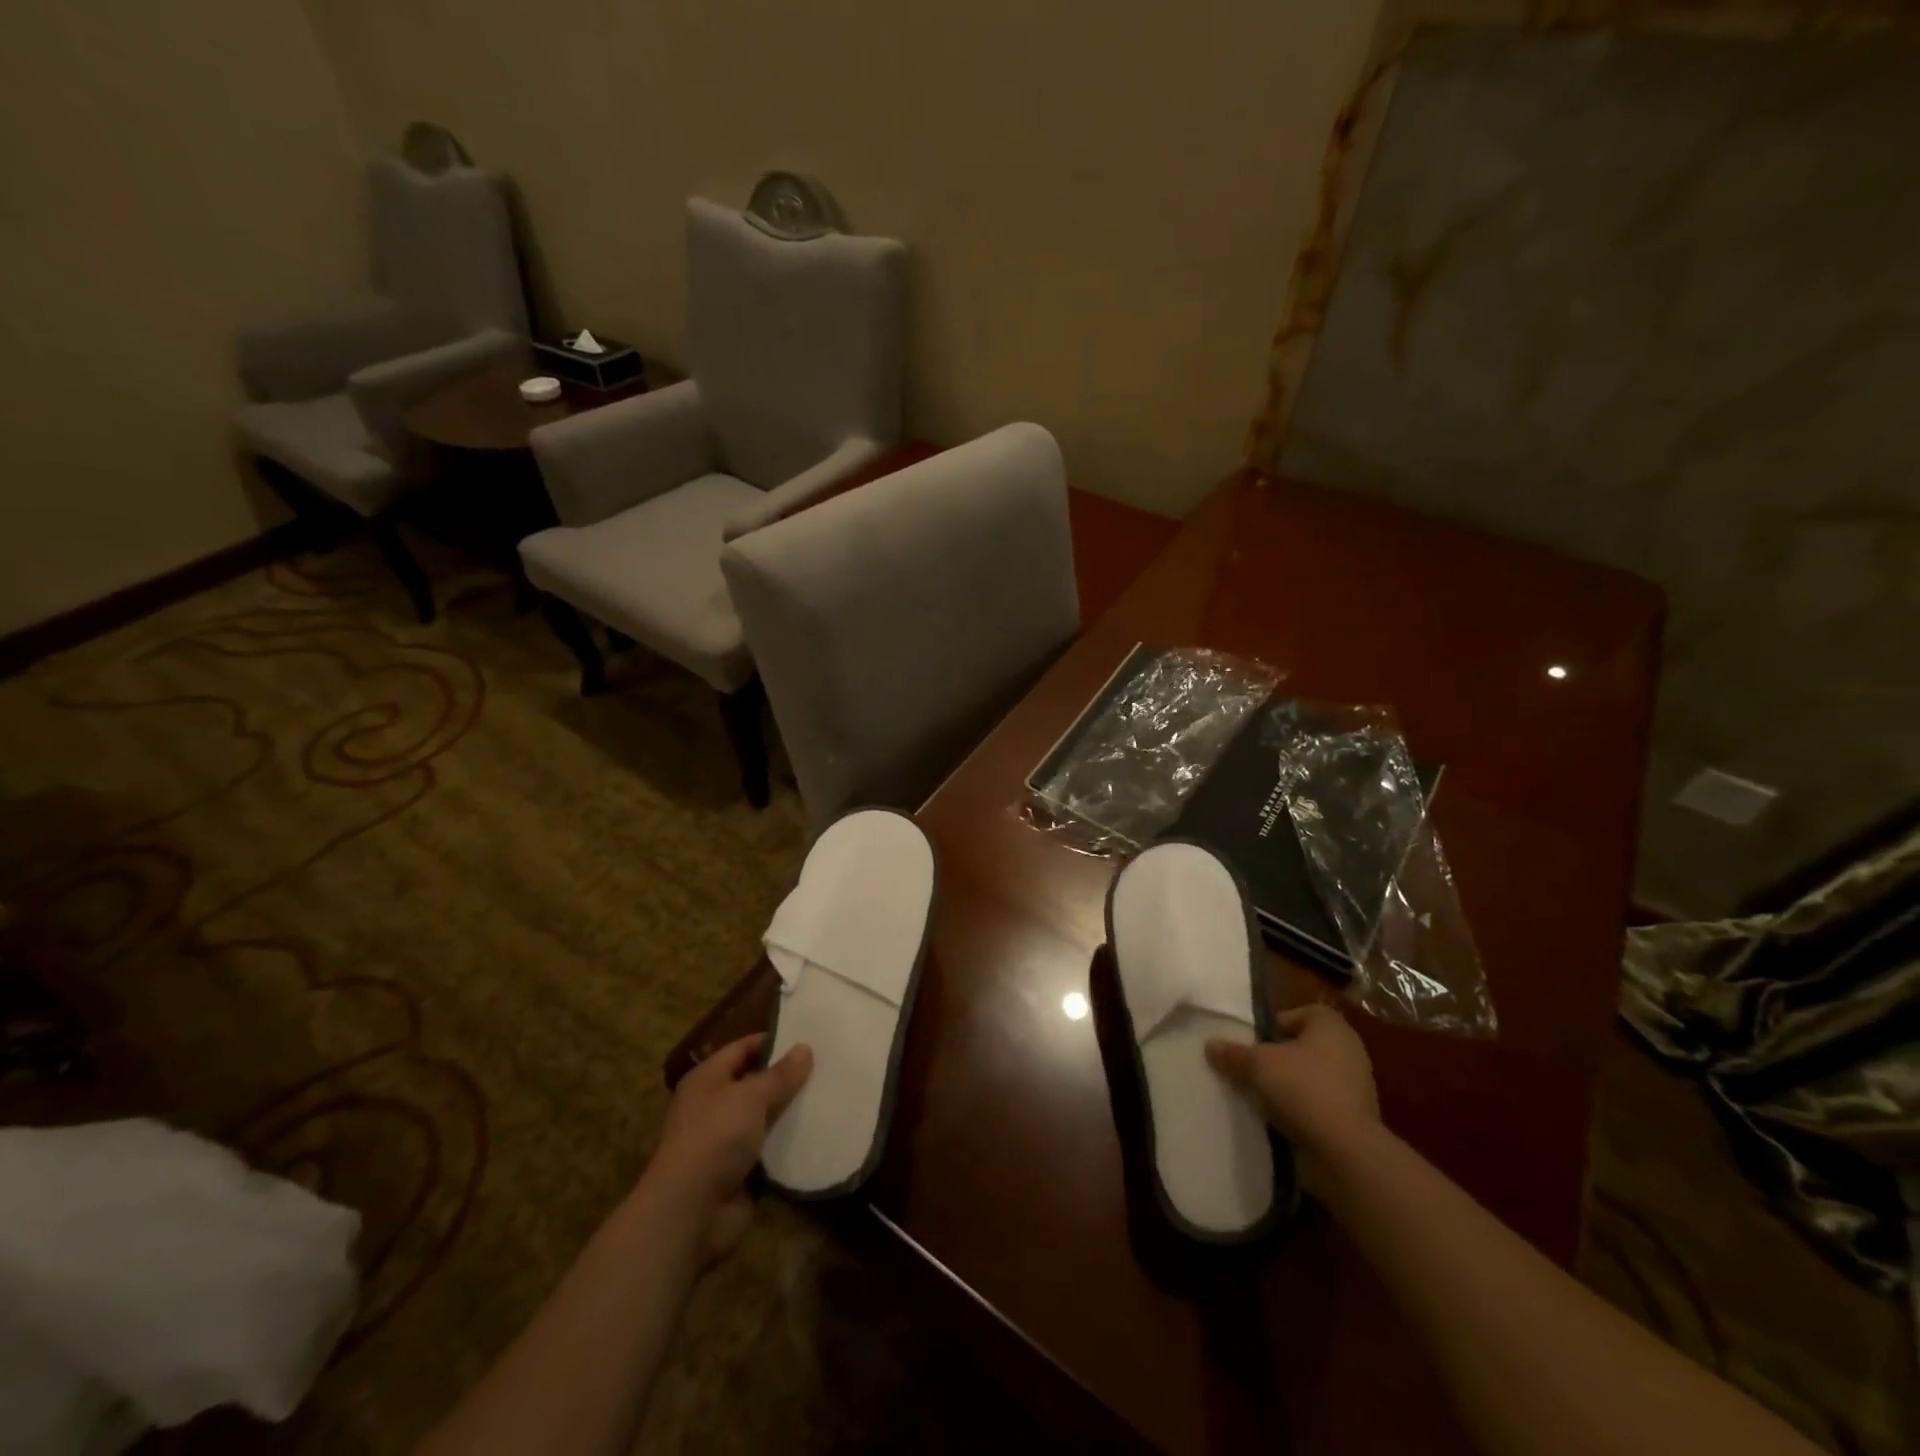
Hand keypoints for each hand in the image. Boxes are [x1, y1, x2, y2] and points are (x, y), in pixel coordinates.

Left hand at [646, 1033, 811, 1262]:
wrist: (692, 1212)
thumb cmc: (715, 1139)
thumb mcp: (751, 1097)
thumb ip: (780, 1074)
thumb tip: (804, 1048)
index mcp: (707, 1079)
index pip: (743, 1048)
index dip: (773, 1041)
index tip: (809, 1038)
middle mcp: (715, 1106)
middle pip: (756, 1083)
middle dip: (788, 1077)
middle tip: (827, 1066)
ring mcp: (727, 1141)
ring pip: (767, 1118)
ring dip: (792, 1112)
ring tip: (831, 1096)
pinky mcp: (742, 1171)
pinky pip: (771, 1150)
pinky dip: (790, 1144)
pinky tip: (820, 1133)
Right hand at [1206, 1003, 1378, 1193]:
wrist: (1345, 1150)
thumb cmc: (1303, 1088)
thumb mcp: (1258, 1064)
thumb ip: (1234, 1053)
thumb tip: (1210, 1045)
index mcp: (1332, 1027)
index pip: (1305, 1013)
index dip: (1280, 1022)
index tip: (1259, 1039)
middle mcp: (1350, 1051)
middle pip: (1308, 1045)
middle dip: (1283, 1055)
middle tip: (1255, 1065)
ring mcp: (1357, 1087)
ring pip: (1315, 1076)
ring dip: (1292, 1084)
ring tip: (1263, 1094)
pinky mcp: (1356, 1119)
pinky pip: (1322, 1104)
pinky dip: (1304, 1108)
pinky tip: (1281, 1118)